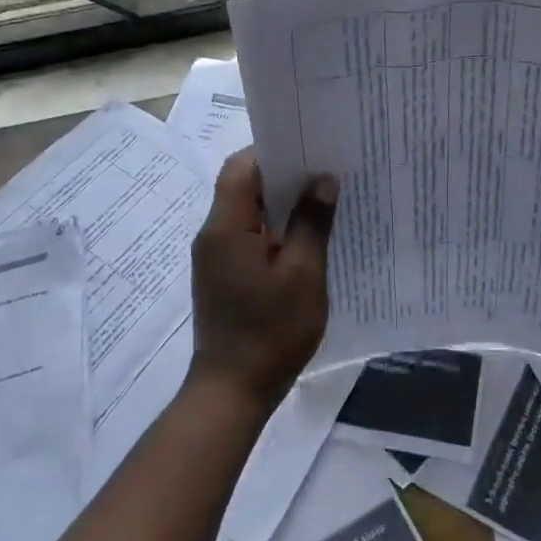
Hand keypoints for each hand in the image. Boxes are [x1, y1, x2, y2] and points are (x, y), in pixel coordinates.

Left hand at [190, 150, 338, 413]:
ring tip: (323, 202)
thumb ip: (312, 223)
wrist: (233, 390)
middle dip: (283, 176)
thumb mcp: (303, 275)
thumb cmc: (270, 331)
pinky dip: (275, 231)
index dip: (273, 151)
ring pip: (248, 213)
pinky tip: (307, 240)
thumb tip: (322, 180)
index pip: (241, 167)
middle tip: (326, 172)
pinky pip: (249, 238)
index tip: (311, 149)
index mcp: (226, 227)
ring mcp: (216, 258)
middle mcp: (213, 235)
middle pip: (243, 187)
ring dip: (281, 205)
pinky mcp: (224, 277)